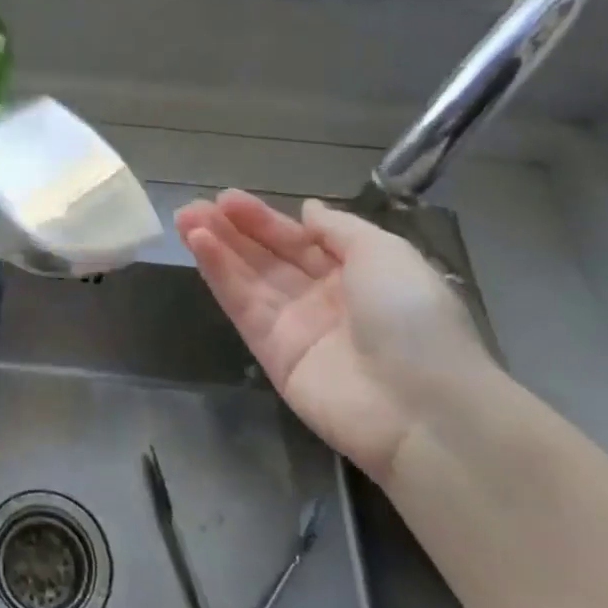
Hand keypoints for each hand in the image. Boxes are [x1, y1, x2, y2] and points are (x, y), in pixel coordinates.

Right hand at [176, 192, 496, 480]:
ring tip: (184, 218)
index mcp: (359, 274)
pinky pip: (243, 306)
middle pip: (269, 258)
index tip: (227, 199)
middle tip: (195, 207)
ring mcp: (296, 327)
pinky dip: (220, 275)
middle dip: (232, 231)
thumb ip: (339, 229)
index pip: (302, 240)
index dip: (265, 220)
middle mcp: (324, 299)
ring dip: (216, 247)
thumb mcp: (386, 253)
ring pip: (248, 278)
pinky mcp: (272, 355)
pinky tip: (198, 245)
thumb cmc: (411, 317)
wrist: (423, 408)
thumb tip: (307, 210)